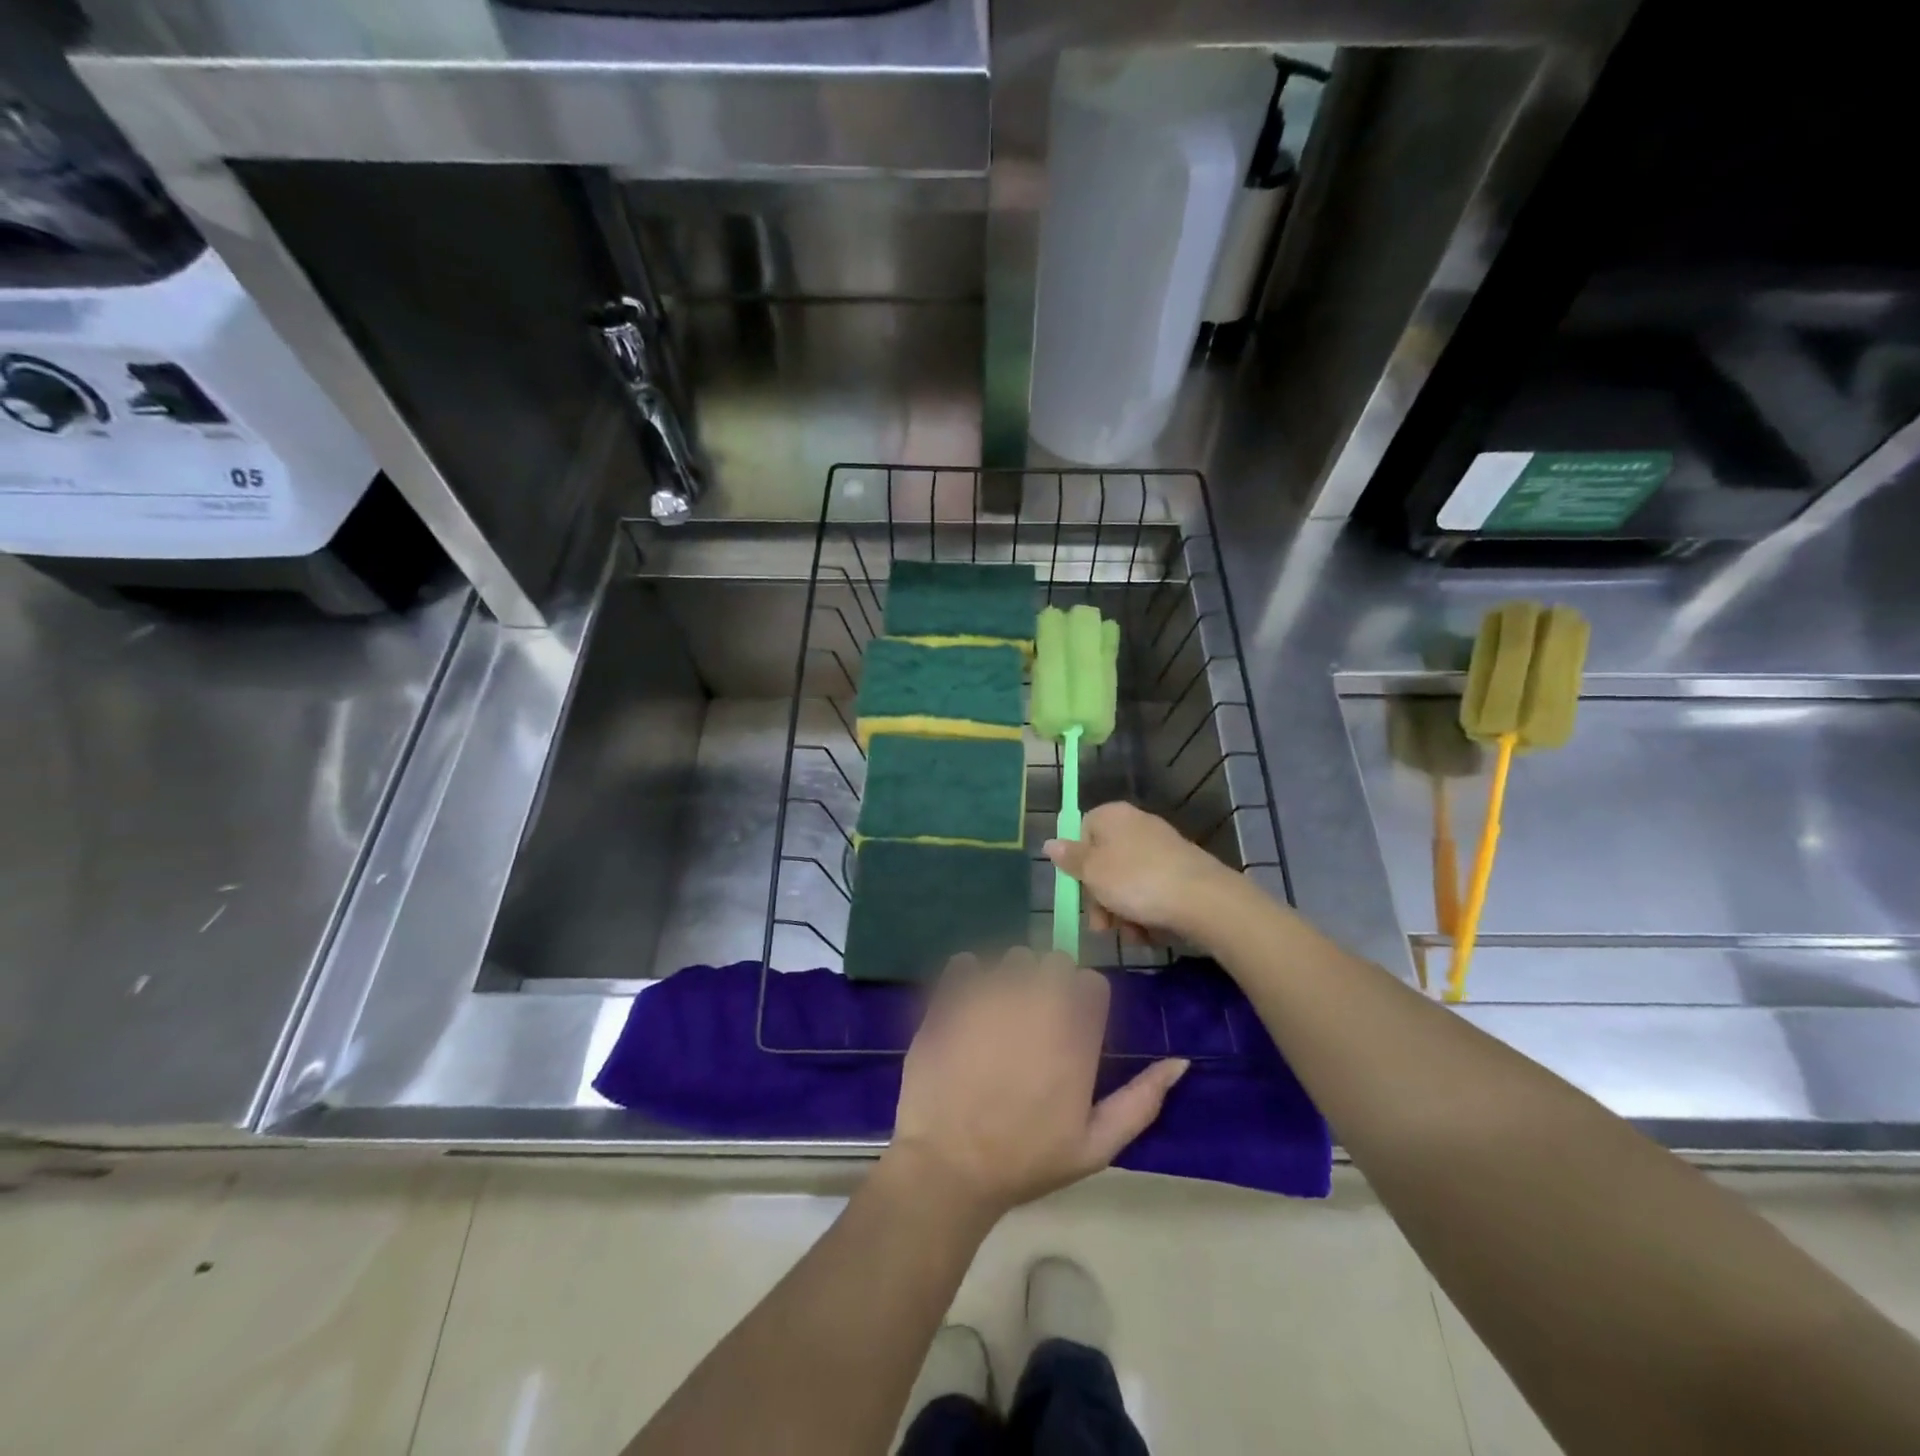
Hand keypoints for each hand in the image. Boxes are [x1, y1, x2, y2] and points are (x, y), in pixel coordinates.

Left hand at [886, 948, 1187, 1222]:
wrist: (948, 1168)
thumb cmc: (1025, 1161)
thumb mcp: (1095, 1146)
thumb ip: (1142, 1101)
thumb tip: (1180, 1062)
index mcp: (1075, 1038)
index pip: (1092, 983)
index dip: (1083, 1000)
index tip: (1071, 1024)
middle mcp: (1036, 1006)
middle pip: (1054, 961)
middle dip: (1049, 982)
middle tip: (1034, 1020)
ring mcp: (989, 998)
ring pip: (1012, 958)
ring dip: (1011, 978)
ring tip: (999, 1016)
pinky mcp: (950, 999)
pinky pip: (965, 963)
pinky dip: (968, 977)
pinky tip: (967, 1008)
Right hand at [1044, 802, 1238, 943]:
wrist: (1203, 899)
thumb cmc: (1137, 881)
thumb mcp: (1093, 872)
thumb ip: (1070, 858)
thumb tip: (1049, 843)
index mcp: (1112, 816)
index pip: (1082, 831)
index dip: (1077, 863)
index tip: (1079, 889)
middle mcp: (1136, 825)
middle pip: (1104, 861)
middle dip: (1100, 898)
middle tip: (1102, 926)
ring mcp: (1161, 848)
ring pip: (1127, 882)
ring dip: (1122, 912)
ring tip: (1131, 934)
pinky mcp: (1180, 871)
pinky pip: (1151, 891)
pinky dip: (1146, 912)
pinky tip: (1149, 932)